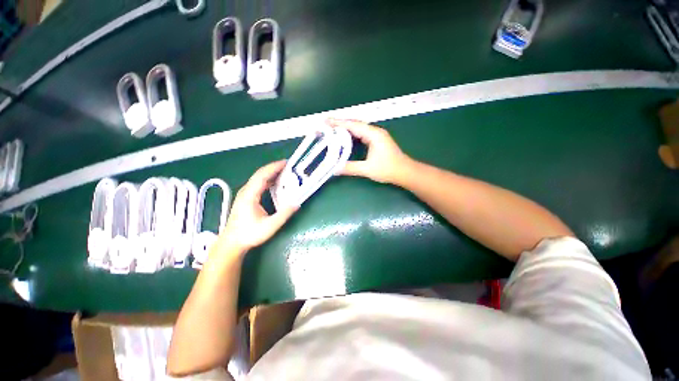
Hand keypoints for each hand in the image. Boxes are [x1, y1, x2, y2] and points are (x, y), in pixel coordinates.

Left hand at [219, 161, 297, 253]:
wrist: (232, 242)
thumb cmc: (249, 234)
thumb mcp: (270, 226)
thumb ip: (284, 214)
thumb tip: (297, 203)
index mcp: (250, 195)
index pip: (262, 175)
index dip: (274, 167)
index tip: (286, 163)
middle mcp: (246, 191)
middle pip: (260, 174)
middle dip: (274, 167)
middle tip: (289, 165)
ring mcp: (245, 194)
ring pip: (259, 178)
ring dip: (271, 173)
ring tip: (285, 171)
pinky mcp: (247, 197)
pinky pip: (259, 184)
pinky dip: (268, 179)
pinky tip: (276, 182)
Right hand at [328, 119, 412, 184]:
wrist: (405, 172)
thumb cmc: (388, 169)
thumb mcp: (367, 169)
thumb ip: (350, 168)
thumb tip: (334, 169)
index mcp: (374, 134)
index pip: (353, 125)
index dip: (338, 123)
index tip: (326, 121)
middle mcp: (375, 131)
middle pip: (355, 124)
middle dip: (340, 124)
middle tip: (326, 126)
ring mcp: (377, 135)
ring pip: (358, 128)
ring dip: (346, 128)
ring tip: (332, 130)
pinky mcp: (377, 140)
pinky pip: (361, 133)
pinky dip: (352, 134)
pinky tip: (345, 138)